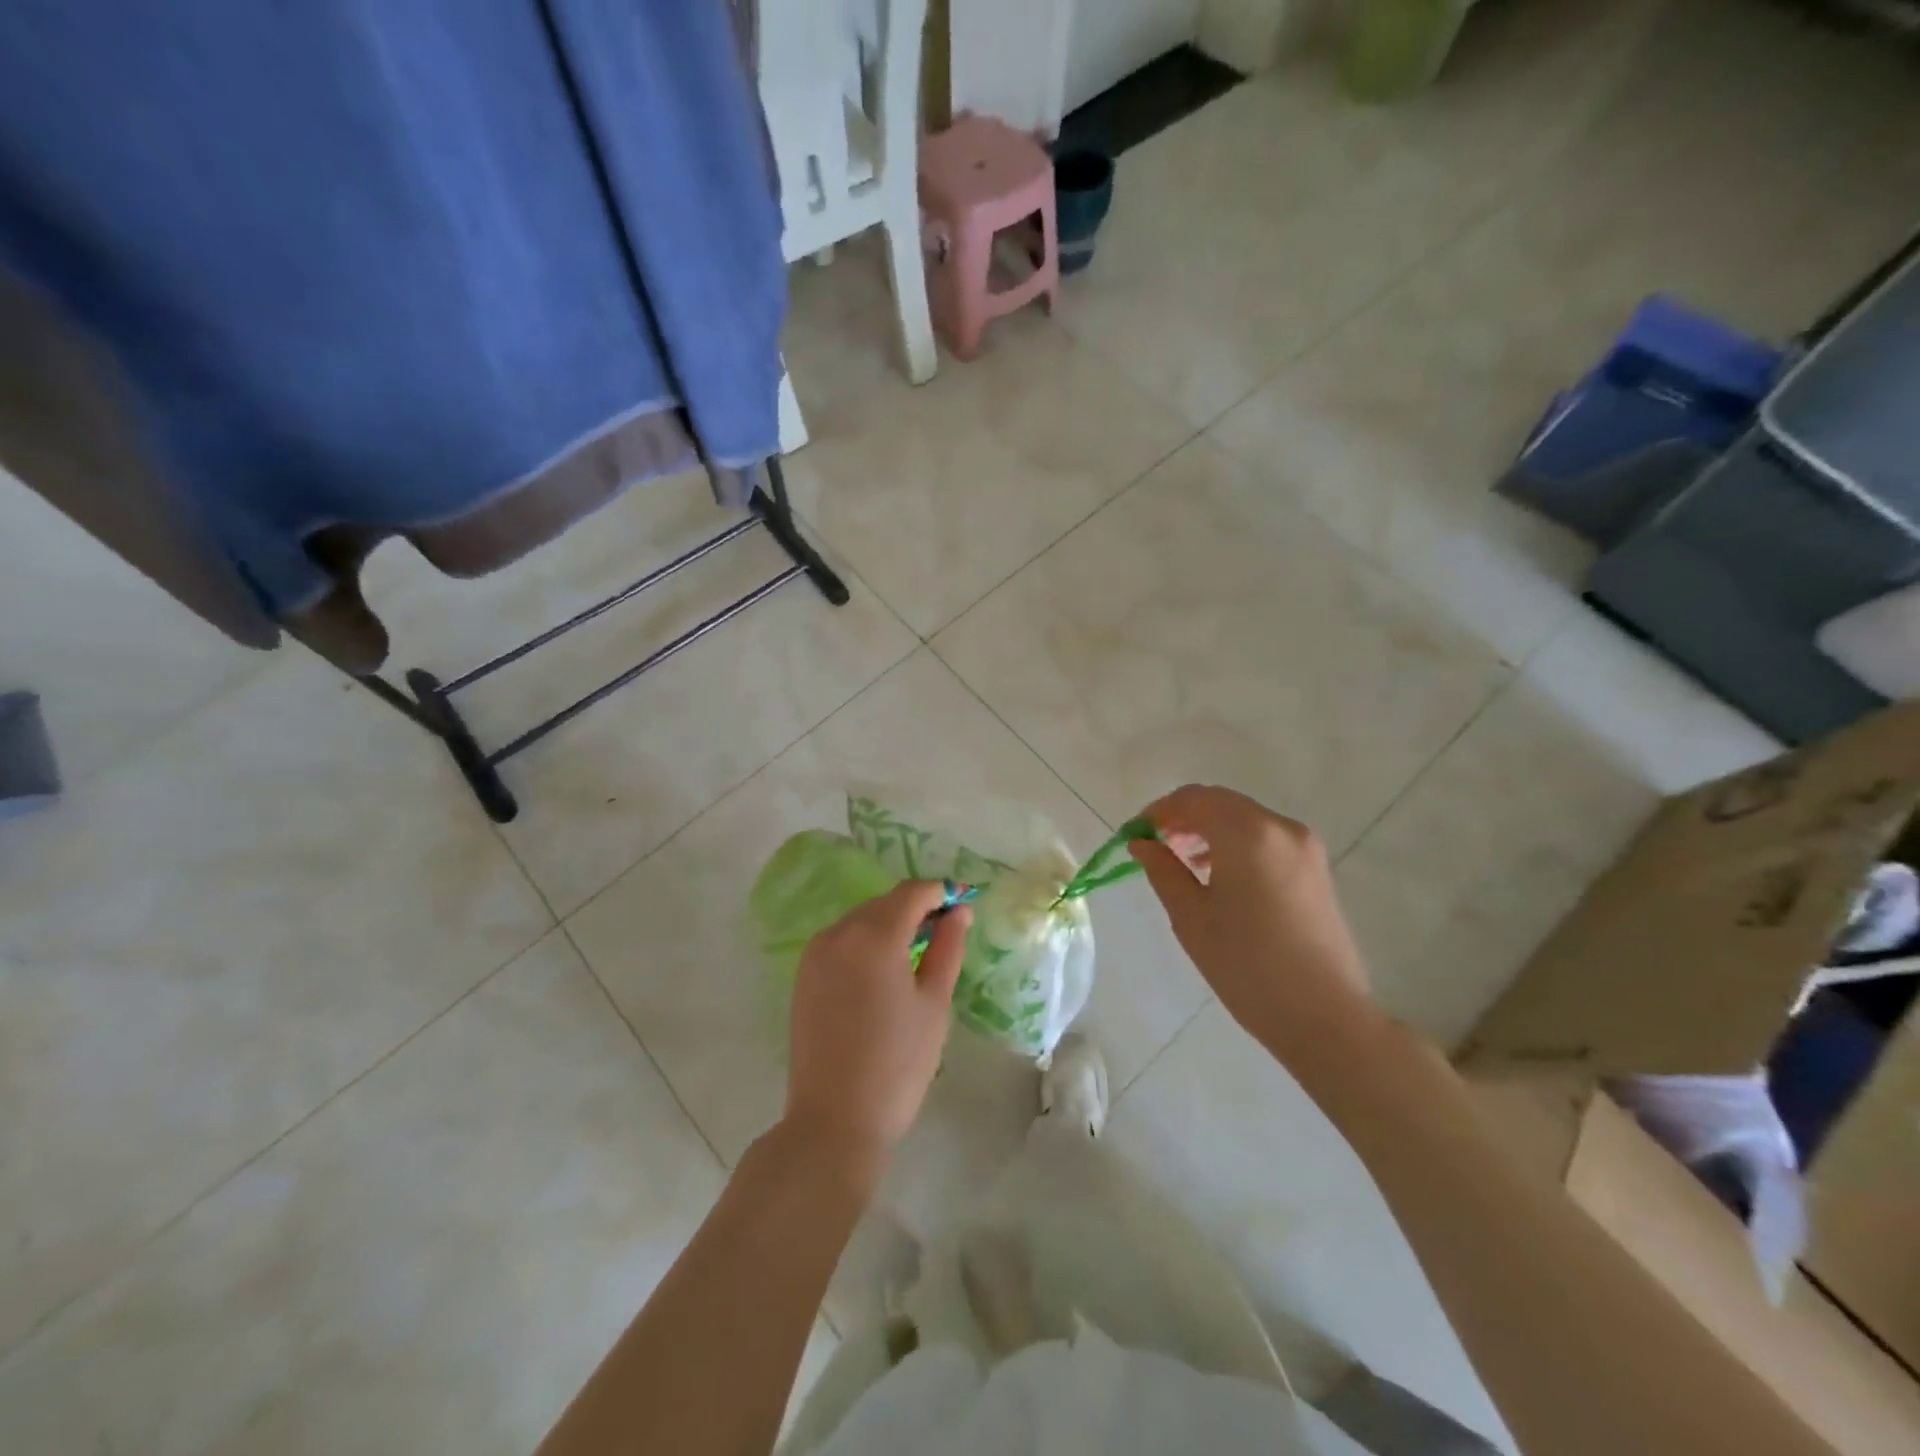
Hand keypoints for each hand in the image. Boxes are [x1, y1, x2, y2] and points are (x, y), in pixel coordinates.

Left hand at [782, 881, 971, 1179]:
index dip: (941, 893)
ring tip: (916, 954)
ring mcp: (815, 953)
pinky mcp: (804, 974)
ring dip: (890, 924)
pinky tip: (882, 971)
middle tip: (945, 932)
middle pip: (884, 903)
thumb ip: (948, 948)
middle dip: (916, 908)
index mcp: (874, 936)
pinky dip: (866, 942)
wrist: (834, 1120)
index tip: (963, 905)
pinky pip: (842, 940)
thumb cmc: (898, 1064)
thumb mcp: (934, 1004)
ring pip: (861, 919)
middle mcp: (839, 933)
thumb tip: (959, 911)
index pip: (912, 893)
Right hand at [1130, 785, 1373, 1054]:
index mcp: (1247, 833)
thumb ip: (1162, 869)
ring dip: (1209, 828)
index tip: (1133, 836)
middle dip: (1183, 817)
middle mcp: (1280, 827)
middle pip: (1220, 802)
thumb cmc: (1245, 965)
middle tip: (1154, 846)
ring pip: (1244, 818)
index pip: (1192, 799)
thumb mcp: (1190, 916)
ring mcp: (1304, 846)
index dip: (1157, 812)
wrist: (1323, 1014)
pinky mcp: (1316, 868)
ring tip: (1182, 860)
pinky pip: (1265, 837)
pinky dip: (1235, 842)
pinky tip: (1218, 874)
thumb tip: (1142, 844)